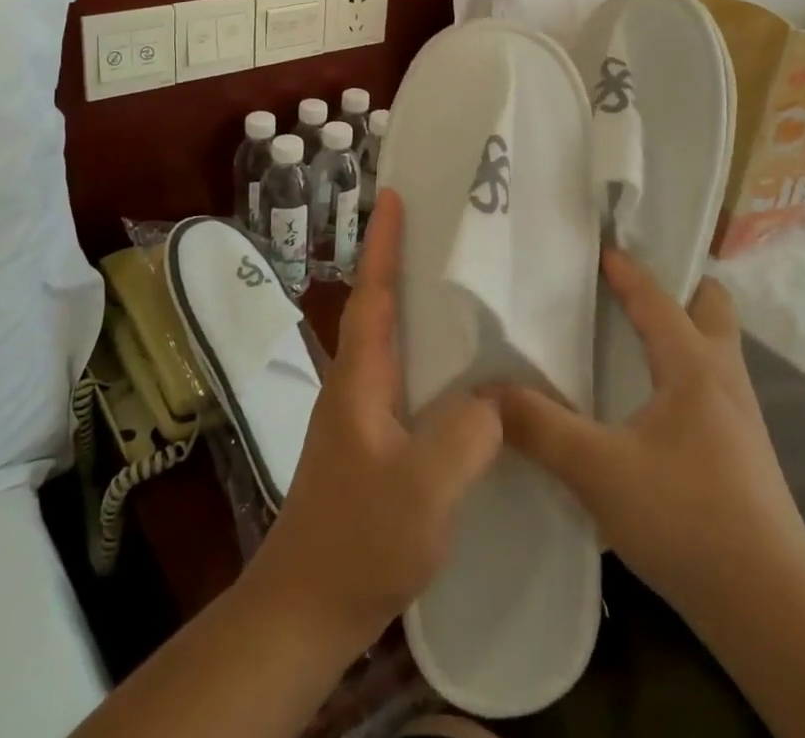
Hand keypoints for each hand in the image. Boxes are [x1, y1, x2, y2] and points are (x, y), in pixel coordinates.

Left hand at [247, 189, 502, 651]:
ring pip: (394, 345)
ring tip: (465, 293)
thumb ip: (466, 434)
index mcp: (360, 377)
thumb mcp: (424, 489)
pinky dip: (431, 360)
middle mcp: (356, 383)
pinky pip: (406, 381)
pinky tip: (464, 379)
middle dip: (405, 264)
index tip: (393, 195)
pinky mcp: (371, 443)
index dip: (384, 243)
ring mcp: (360, 415)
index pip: (373, 294)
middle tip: (446, 233)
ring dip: (418, 310)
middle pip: (381, 308)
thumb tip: (497, 396)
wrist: (307, 609)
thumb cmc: (359, 539)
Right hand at [497, 251, 804, 621]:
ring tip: (636, 337)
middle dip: (678, 285)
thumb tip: (486, 393)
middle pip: (712, 306)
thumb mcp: (599, 470)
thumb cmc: (686, 518)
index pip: (658, 298)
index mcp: (695, 365)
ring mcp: (742, 416)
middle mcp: (725, 378)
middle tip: (632, 288)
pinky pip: (714, 382)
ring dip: (684, 327)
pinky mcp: (743, 451)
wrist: (773, 609)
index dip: (628, 270)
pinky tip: (653, 402)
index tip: (599, 249)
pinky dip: (685, 368)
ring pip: (717, 346)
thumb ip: (540, 427)